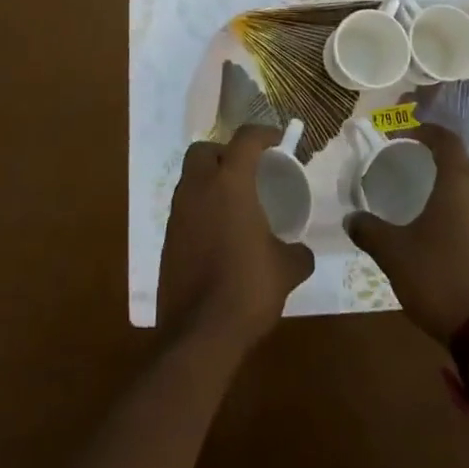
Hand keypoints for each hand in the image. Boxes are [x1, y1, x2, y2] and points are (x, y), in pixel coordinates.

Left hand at [158, 125, 314, 351]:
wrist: (199, 334)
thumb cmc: (248, 289)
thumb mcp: (287, 270)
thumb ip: (298, 253)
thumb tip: (301, 251)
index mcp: (230, 184)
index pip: (245, 139)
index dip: (264, 133)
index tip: (279, 140)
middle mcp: (198, 188)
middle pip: (204, 150)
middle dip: (224, 152)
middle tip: (247, 170)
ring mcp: (177, 213)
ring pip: (190, 178)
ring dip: (210, 181)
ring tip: (235, 203)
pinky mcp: (167, 239)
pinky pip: (184, 208)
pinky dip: (200, 209)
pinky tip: (219, 234)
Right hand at [345, 124, 468, 346]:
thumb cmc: (439, 280)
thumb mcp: (394, 254)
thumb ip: (369, 231)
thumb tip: (350, 219)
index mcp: (460, 182)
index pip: (447, 140)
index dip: (427, 132)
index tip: (407, 136)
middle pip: (468, 163)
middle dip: (445, 161)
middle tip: (421, 171)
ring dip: (464, 189)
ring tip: (440, 204)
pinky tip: (461, 235)